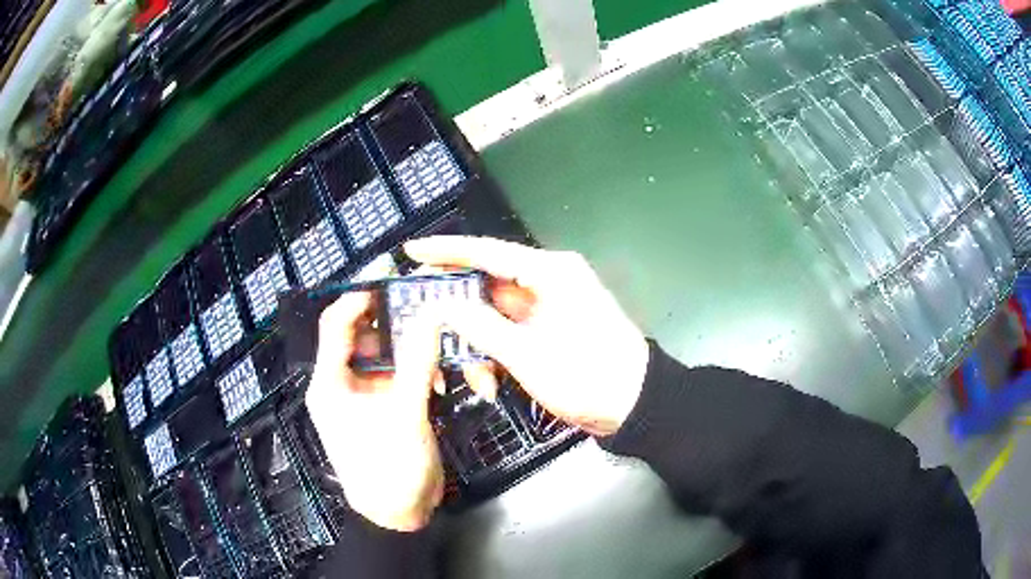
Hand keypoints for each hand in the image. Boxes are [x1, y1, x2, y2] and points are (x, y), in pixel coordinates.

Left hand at [306, 291, 443, 531]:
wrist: (399, 514)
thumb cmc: (389, 469)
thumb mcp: (405, 415)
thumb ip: (418, 363)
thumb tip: (431, 316)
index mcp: (331, 382)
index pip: (337, 325)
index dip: (359, 298)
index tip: (392, 281)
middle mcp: (342, 383)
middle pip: (363, 336)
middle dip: (393, 321)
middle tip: (426, 305)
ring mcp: (365, 395)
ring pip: (385, 354)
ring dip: (410, 348)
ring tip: (438, 340)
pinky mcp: (385, 406)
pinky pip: (398, 375)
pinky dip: (416, 371)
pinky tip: (438, 379)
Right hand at [405, 236, 649, 436]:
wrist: (635, 405)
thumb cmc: (587, 375)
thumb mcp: (527, 354)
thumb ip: (480, 326)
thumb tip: (443, 305)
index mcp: (549, 273)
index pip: (487, 251)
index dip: (446, 250)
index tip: (412, 251)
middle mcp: (548, 282)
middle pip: (486, 285)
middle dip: (457, 313)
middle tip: (426, 326)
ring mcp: (548, 308)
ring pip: (494, 315)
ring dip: (478, 345)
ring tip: (475, 379)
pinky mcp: (549, 331)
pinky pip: (509, 333)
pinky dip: (495, 354)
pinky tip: (490, 381)